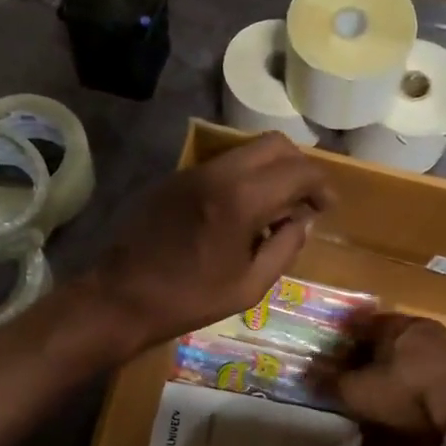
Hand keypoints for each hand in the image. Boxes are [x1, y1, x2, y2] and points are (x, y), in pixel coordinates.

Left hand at [79, 132, 333, 356]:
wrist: (120, 297)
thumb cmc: (188, 300)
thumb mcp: (249, 286)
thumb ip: (285, 247)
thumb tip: (303, 221)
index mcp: (241, 199)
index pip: (298, 170)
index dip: (321, 186)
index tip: (325, 208)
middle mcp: (218, 172)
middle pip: (274, 144)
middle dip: (298, 167)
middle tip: (303, 202)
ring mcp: (192, 172)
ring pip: (246, 151)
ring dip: (269, 171)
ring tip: (273, 211)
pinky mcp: (174, 179)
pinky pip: (221, 166)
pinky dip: (242, 178)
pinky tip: (239, 215)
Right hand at [335, 314, 445, 442]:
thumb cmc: (404, 394)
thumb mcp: (358, 391)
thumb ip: (330, 382)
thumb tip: (305, 376)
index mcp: (397, 324)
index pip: (361, 322)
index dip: (342, 338)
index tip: (330, 352)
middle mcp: (421, 327)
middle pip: (384, 336)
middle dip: (365, 351)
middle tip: (349, 369)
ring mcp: (443, 347)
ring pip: (405, 351)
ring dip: (388, 364)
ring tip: (372, 384)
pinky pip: (422, 367)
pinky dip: (407, 376)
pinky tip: (399, 393)